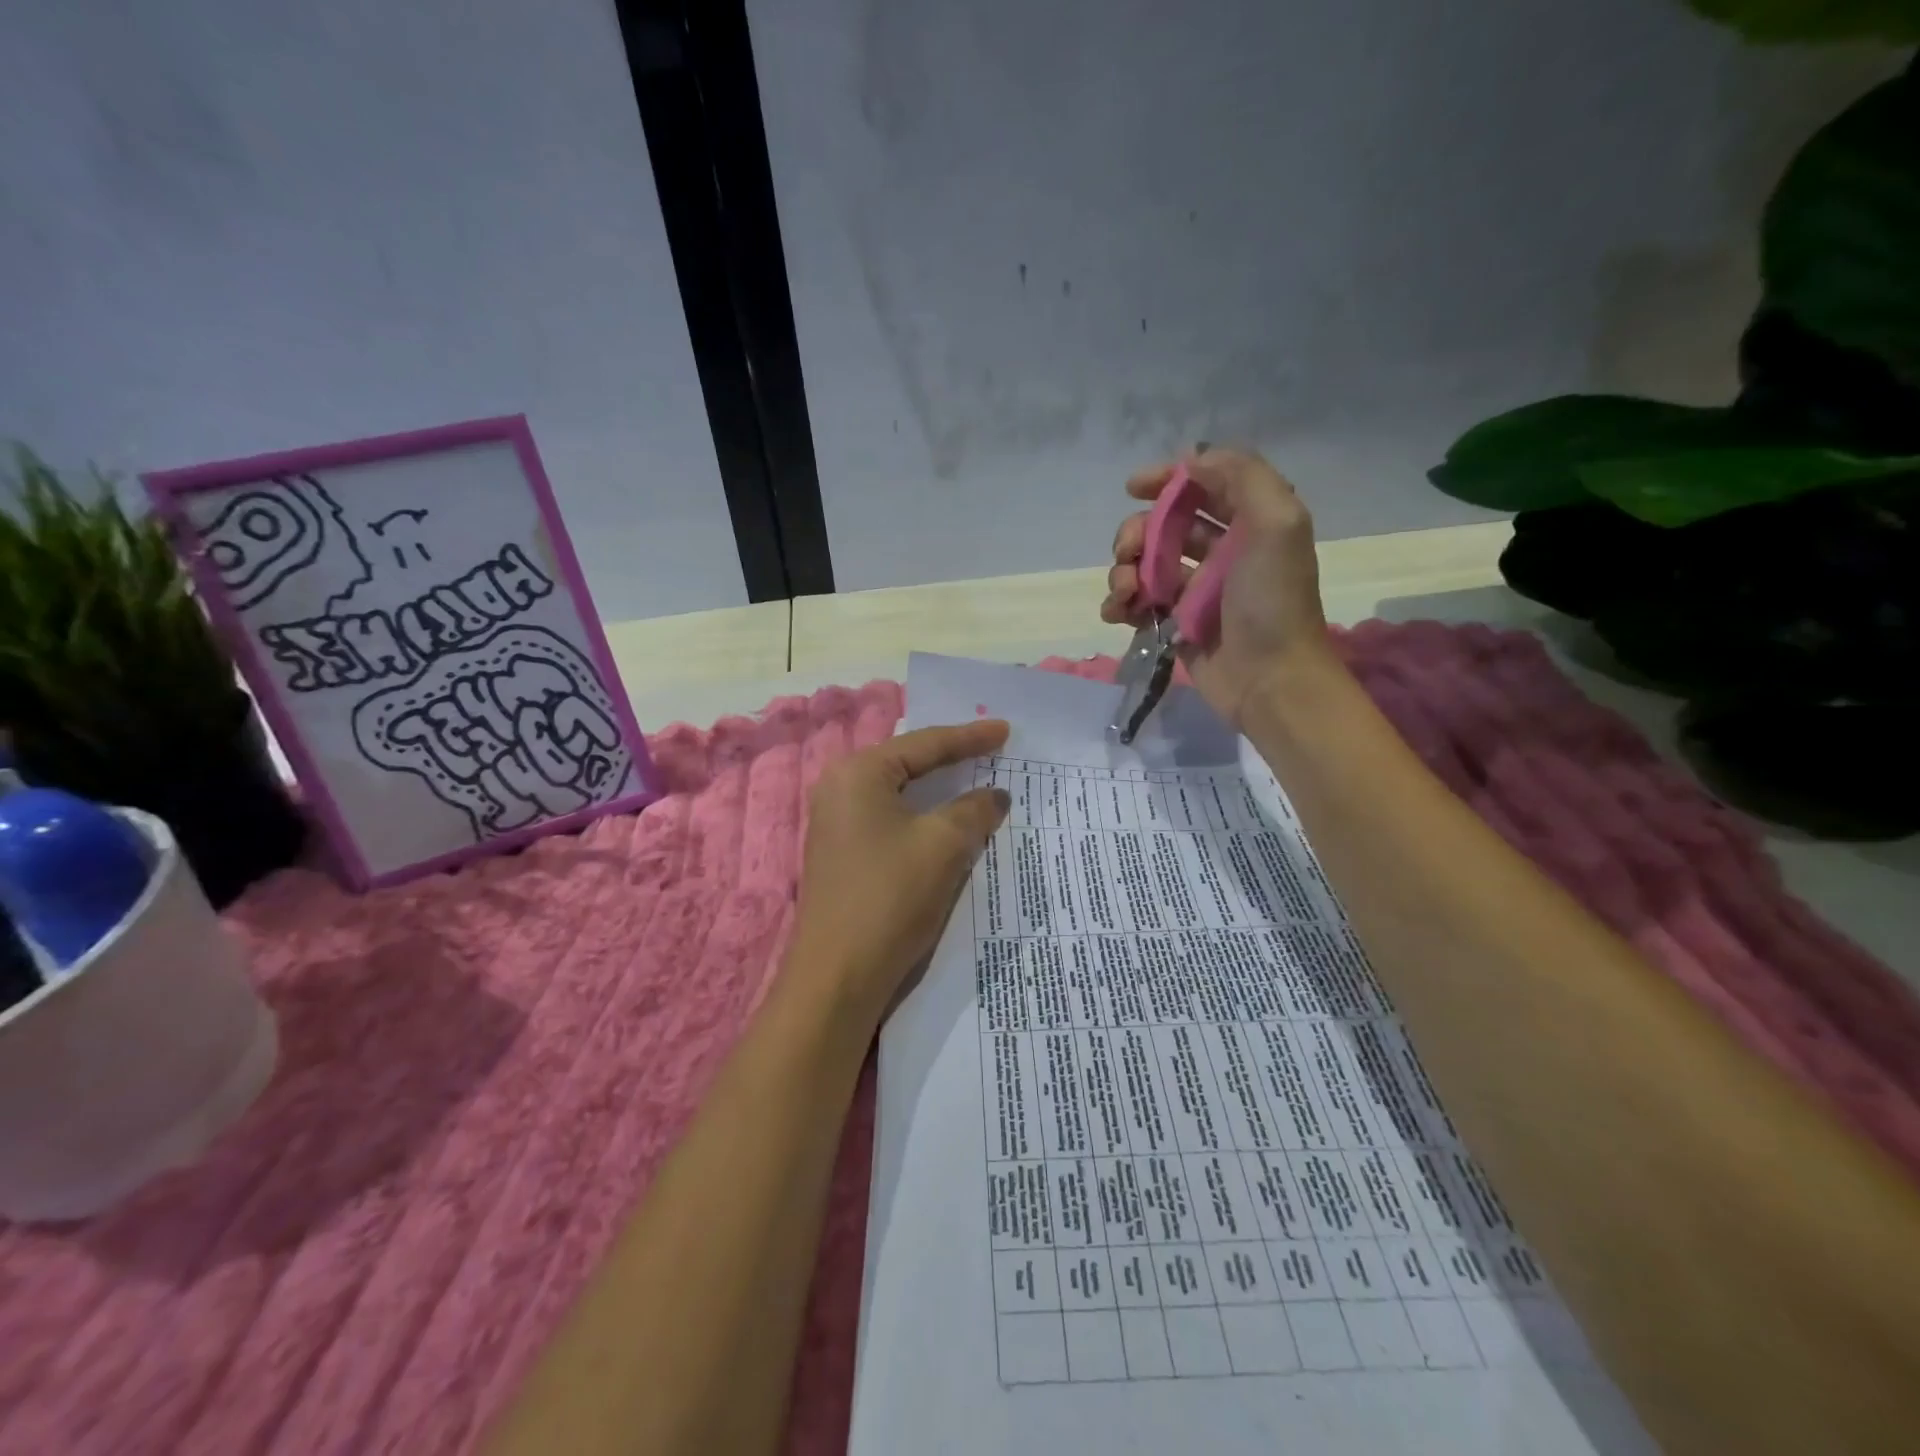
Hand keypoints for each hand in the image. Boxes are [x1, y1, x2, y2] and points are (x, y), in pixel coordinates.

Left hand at [786, 719, 1011, 1026]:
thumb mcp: (943, 846)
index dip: (969, 737)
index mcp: (858, 773)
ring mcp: (836, 823)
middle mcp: (839, 788)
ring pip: (899, 795)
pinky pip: (890, 820)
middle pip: (907, 764)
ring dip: (938, 791)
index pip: (924, 745)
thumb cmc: (890, 897)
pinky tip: (946, 821)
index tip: (1006, 731)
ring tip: (975, 779)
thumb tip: (995, 795)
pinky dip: (922, 816)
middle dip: (952, 759)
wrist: (837, 977)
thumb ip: (973, 810)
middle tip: (992, 750)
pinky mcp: (842, 854)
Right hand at [1099, 446, 1332, 727]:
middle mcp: (1220, 553)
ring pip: (1144, 565)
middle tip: (1127, 553)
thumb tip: (1192, 460)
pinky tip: (1117, 613)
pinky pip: (1139, 604)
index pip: (1202, 487)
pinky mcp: (1175, 625)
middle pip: (1164, 526)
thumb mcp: (1277, 523)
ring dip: (1122, 571)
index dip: (1167, 480)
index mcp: (1248, 524)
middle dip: (1136, 533)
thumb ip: (1242, 477)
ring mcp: (1195, 591)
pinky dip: (1120, 604)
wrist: (1270, 681)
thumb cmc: (1272, 602)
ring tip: (1124, 593)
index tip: (1134, 488)